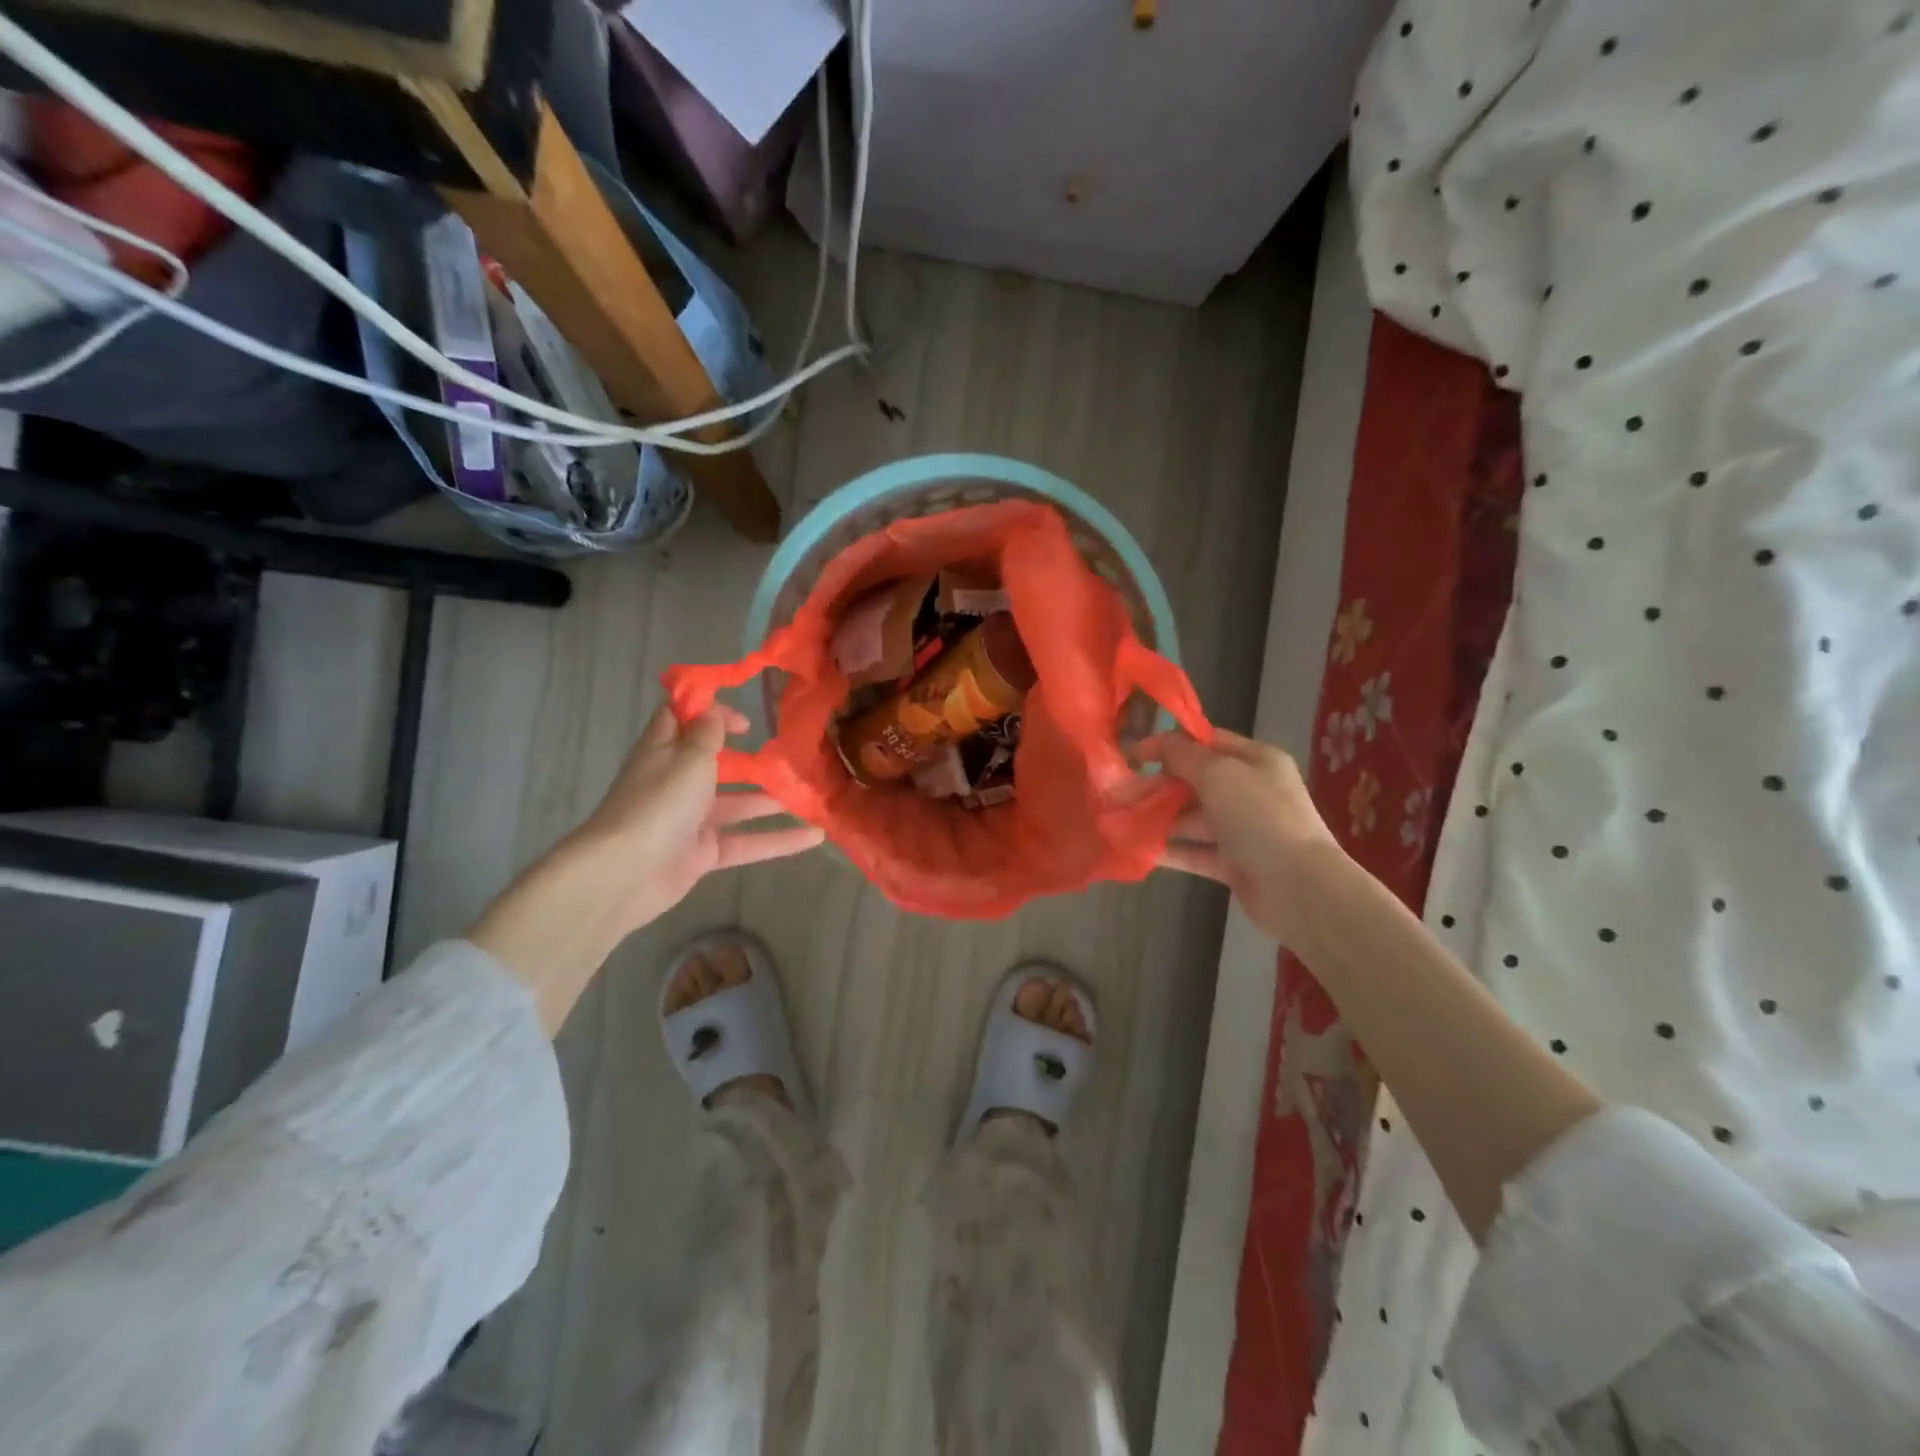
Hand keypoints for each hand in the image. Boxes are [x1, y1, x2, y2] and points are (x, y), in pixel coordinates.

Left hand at [469, 702, 823, 1033]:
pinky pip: (746, 842)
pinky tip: (814, 837)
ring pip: (737, 805)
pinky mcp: (703, 854)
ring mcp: (691, 820)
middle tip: (789, 758)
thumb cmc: (659, 803)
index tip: (747, 721)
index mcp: (665, 751)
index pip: (684, 720)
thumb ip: (707, 734)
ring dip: (770, 799)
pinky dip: (778, 840)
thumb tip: (713, 711)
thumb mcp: (689, 758)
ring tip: (809, 794)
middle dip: (750, 760)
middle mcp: (677, 782)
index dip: (711, 713)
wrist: (625, 873)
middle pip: (716, 764)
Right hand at [1135, 728, 1350, 946]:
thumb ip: (1184, 756)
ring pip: (1192, 818)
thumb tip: (1161, 743)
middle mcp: (1250, 791)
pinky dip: (1169, 849)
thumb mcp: (1219, 775)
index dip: (1169, 745)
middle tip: (1118, 791)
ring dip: (1158, 818)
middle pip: (1195, 781)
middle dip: (1157, 784)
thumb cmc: (1260, 818)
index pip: (1206, 742)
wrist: (1300, 890)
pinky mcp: (1233, 864)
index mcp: (1256, 761)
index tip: (1132, 754)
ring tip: (1120, 820)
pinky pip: (1194, 851)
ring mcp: (1243, 830)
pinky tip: (1137, 848)